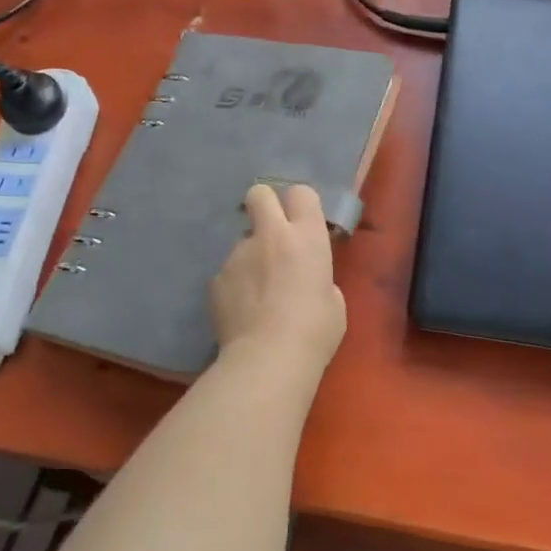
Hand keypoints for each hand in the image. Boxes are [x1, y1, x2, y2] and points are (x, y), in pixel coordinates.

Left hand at [209, 184, 347, 374]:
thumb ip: (319, 280)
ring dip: (250, 258)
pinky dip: (235, 286)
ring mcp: (238, 255)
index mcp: (306, 237)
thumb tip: (307, 282)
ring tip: (258, 294)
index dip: (300, 205)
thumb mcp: (334, 302)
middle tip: (272, 234)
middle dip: (264, 205)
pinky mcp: (216, 279)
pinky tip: (243, 312)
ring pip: (242, 241)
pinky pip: (228, 273)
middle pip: (260, 193)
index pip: (301, 192)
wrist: (268, 358)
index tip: (302, 224)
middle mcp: (269, 235)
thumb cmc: (315, 331)